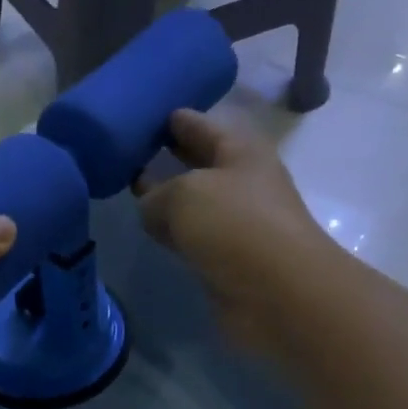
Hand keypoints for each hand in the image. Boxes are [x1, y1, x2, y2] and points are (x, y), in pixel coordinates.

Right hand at [135, 109, 334, 352]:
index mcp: (240, 150)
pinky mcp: (228, 257)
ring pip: (193, 200)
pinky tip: (151, 229)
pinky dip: (174, 231)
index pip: (200, 124)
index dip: (172, 118)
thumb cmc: (235, 225)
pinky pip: (192, 234)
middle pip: (199, 160)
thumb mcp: (183, 194)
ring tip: (131, 189)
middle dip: (169, 154)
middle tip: (128, 149)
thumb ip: (155, 195)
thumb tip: (151, 210)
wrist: (279, 294)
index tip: (140, 114)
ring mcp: (236, 221)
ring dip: (168, 196)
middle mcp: (242, 180)